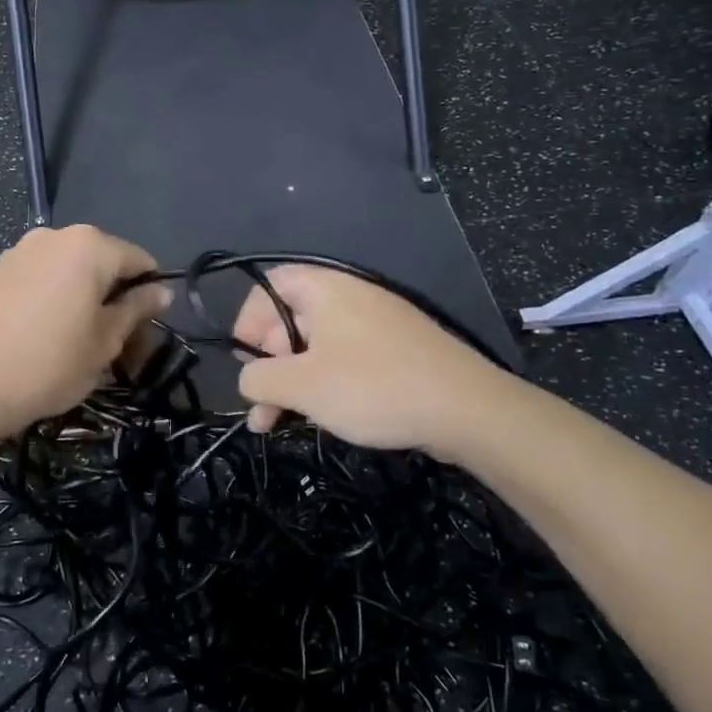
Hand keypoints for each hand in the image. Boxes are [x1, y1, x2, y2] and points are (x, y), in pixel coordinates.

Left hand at [0, 225, 171, 439]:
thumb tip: (162, 291)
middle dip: (115, 294)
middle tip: (114, 341)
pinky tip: (43, 331)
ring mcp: (21, 249)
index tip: (146, 329)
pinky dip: (53, 295)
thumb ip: (136, 309)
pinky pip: (41, 275)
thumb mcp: (106, 342)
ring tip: (76, 338)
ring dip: (83, 295)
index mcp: (90, 246)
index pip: (140, 260)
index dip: (151, 294)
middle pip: (103, 260)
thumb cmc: (50, 364)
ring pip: (70, 268)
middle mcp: (55, 235)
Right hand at [233, 266, 501, 456]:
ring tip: (276, 424)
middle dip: (268, 365)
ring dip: (291, 382)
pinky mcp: (394, 350)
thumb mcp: (303, 385)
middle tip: (261, 407)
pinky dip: (324, 384)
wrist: (466, 409)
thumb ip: (259, 378)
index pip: (268, 287)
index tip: (245, 363)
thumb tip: (248, 379)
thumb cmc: (373, 387)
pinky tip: (319, 416)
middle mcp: (348, 297)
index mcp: (324, 289)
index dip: (247, 322)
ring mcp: (375, 323)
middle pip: (289, 320)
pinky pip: (345, 358)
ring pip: (316, 346)